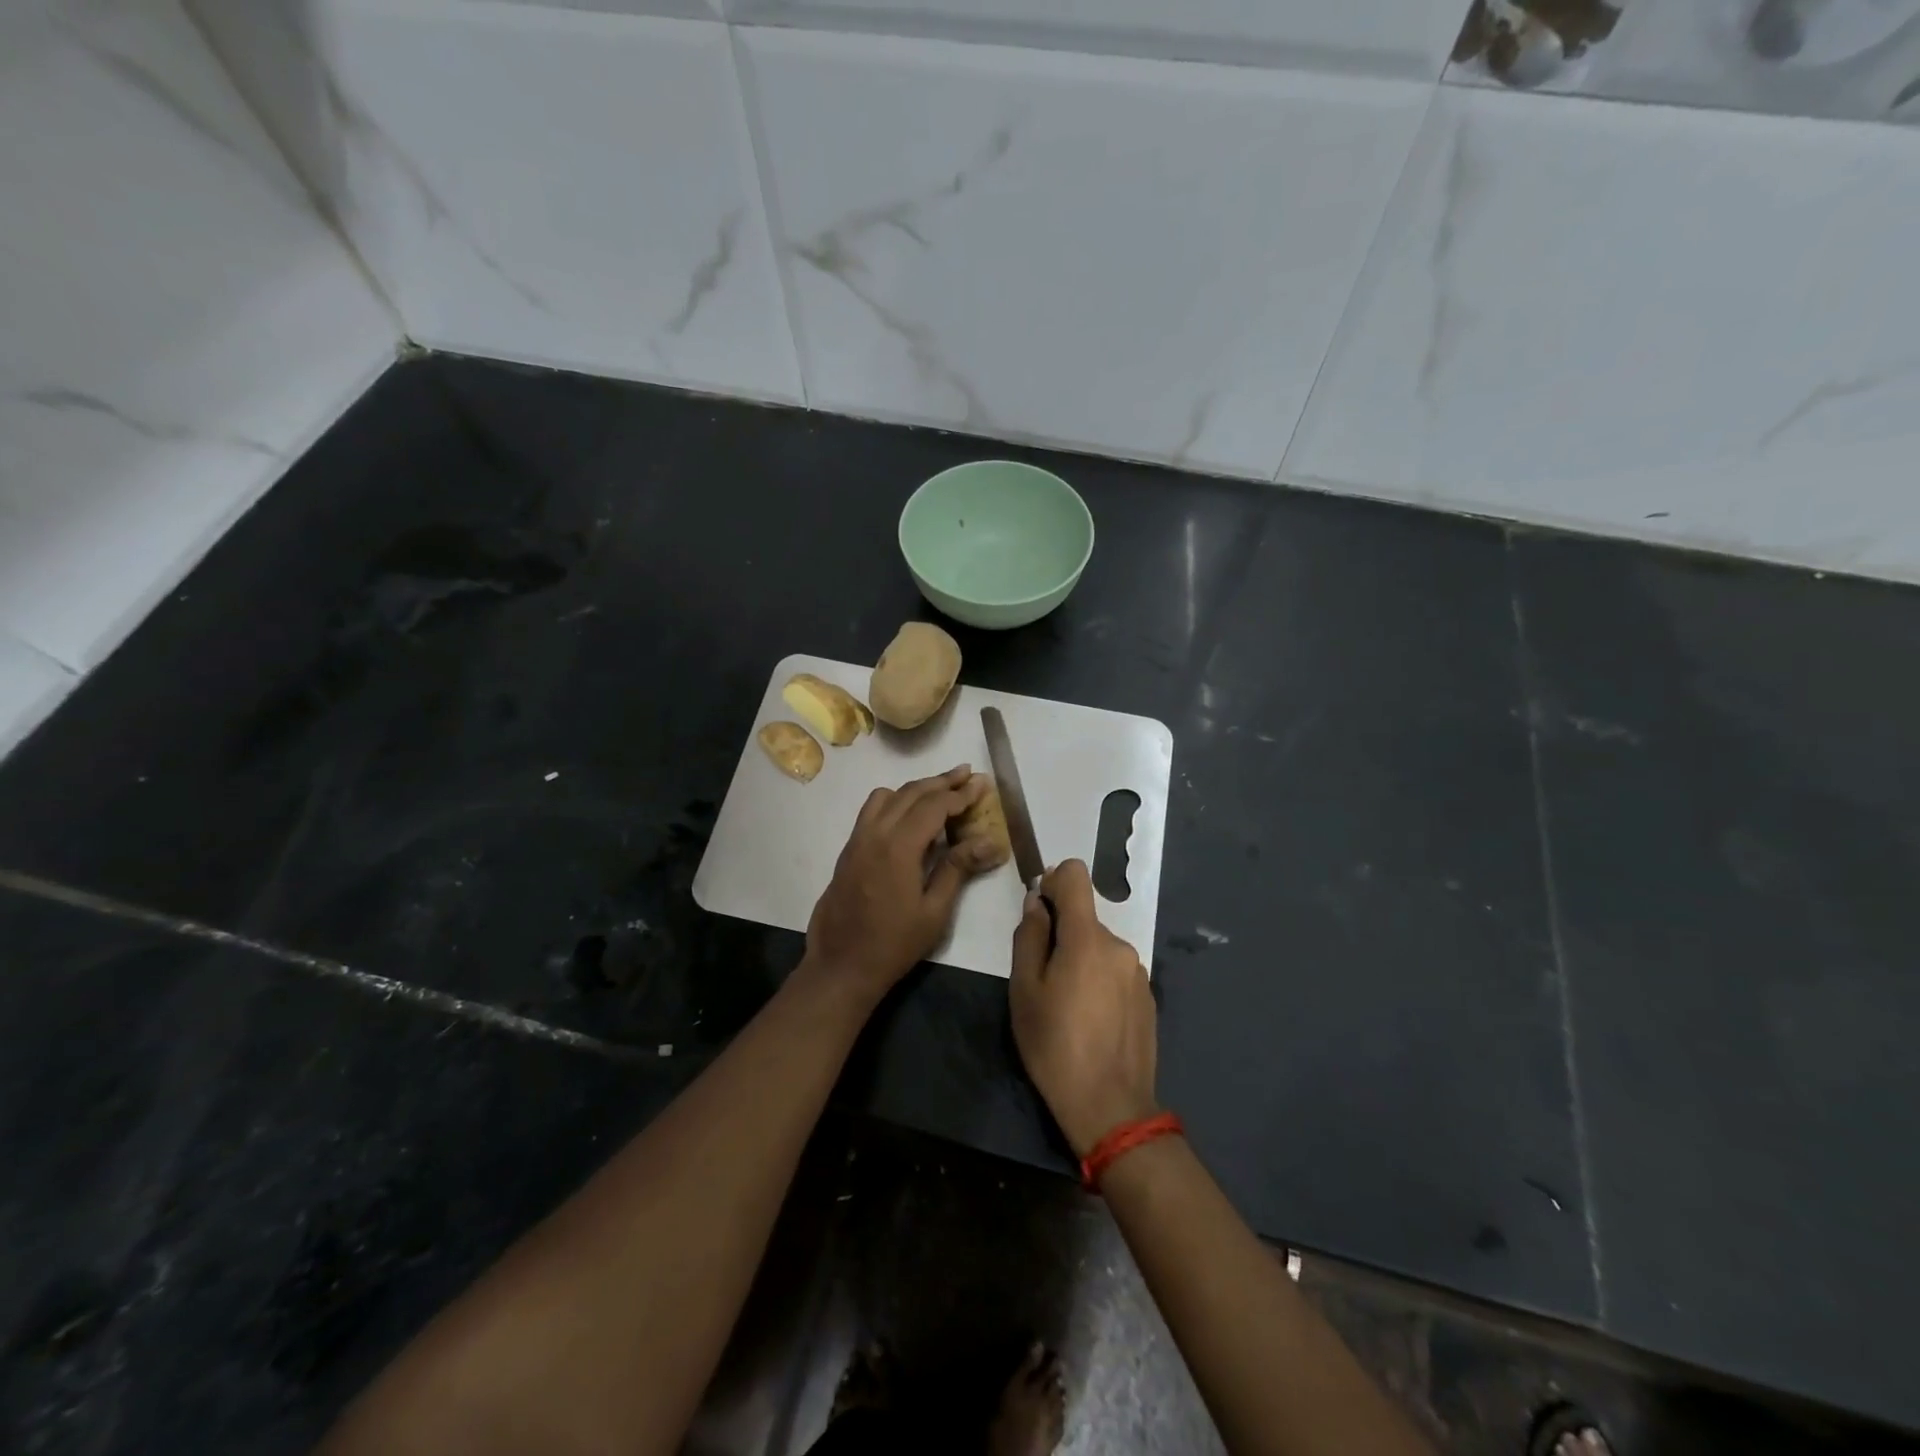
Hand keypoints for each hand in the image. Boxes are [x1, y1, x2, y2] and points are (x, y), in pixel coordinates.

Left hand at [805, 765, 998, 1004]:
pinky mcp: (849, 850)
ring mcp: (857, 839)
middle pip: (911, 792)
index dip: (960, 793)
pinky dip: (895, 801)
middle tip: (967, 774)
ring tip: (941, 792)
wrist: (841, 965)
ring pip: (887, 796)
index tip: (981, 784)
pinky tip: (910, 816)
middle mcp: (875, 833)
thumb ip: (958, 868)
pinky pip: (872, 811)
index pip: (934, 805)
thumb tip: (990, 841)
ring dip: (916, 788)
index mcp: (898, 846)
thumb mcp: (934, 911)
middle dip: (941, 781)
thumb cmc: (894, 944)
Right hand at [1008, 859, 1159, 1156]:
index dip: (1053, 881)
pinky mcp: (1148, 997)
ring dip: (1081, 959)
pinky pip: (1115, 971)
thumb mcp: (1024, 990)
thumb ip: (1029, 937)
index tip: (1039, 909)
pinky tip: (1090, 1020)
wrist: (1111, 1107)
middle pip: (1085, 917)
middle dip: (1062, 933)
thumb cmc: (1055, 1046)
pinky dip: (1099, 980)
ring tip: (1066, 1005)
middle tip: (1042, 977)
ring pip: (1099, 946)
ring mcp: (1138, 972)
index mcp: (1087, 938)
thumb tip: (1037, 902)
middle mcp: (1119, 945)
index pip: (1076, 875)